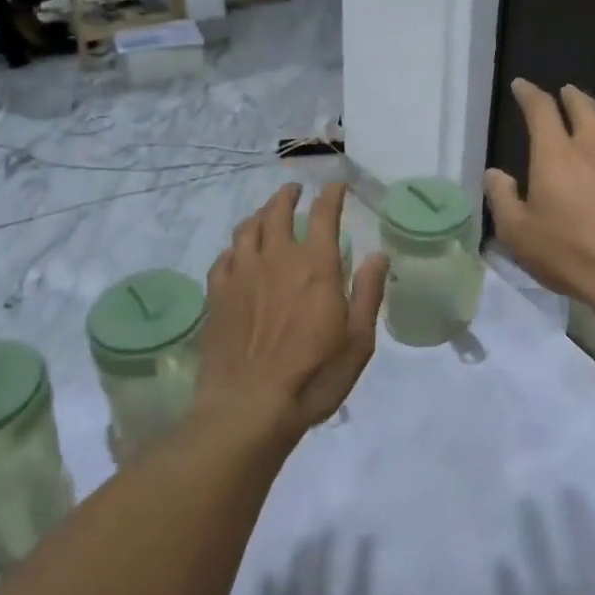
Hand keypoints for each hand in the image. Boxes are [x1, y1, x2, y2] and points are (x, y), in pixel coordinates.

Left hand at [198, 182, 387, 432]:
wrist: (247, 408)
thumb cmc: (313, 377)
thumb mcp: (358, 341)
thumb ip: (368, 293)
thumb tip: (377, 255)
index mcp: (316, 266)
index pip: (323, 215)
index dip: (331, 195)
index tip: (335, 185)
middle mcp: (277, 259)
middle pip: (277, 212)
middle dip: (288, 196)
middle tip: (294, 191)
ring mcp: (242, 275)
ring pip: (247, 229)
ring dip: (259, 214)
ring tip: (266, 213)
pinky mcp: (217, 295)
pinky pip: (224, 257)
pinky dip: (235, 247)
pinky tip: (238, 253)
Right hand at [483, 80, 594, 312]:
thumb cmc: (570, 253)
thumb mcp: (518, 233)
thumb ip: (503, 199)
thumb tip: (495, 174)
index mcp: (557, 154)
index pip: (542, 110)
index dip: (530, 94)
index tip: (521, 86)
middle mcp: (592, 148)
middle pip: (584, 108)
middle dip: (570, 96)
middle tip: (564, 91)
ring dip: (594, 114)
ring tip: (588, 115)